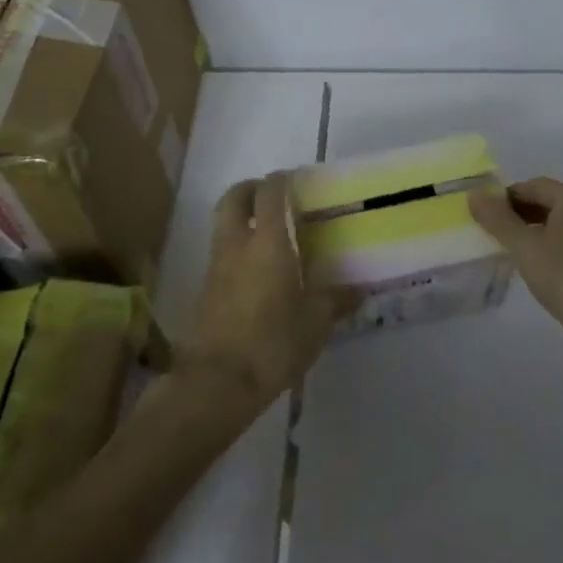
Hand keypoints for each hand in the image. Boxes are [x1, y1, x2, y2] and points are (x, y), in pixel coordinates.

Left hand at [180, 173, 339, 416]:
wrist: (216, 383)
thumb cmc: (272, 343)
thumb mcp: (315, 324)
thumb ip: (335, 301)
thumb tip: (358, 291)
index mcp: (268, 243)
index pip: (270, 193)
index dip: (281, 180)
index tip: (295, 179)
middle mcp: (237, 245)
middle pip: (234, 198)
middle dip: (251, 189)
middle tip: (272, 197)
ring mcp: (216, 267)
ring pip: (223, 224)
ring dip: (241, 218)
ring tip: (267, 234)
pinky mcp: (205, 290)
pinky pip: (220, 253)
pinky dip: (235, 248)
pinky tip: (255, 271)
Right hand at [469, 177, 562, 357]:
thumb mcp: (524, 247)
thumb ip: (498, 219)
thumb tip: (474, 194)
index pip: (531, 186)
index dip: (504, 199)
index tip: (483, 217)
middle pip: (548, 201)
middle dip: (519, 214)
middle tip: (494, 233)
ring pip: (560, 221)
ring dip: (535, 230)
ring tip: (512, 249)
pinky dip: (552, 244)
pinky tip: (538, 264)